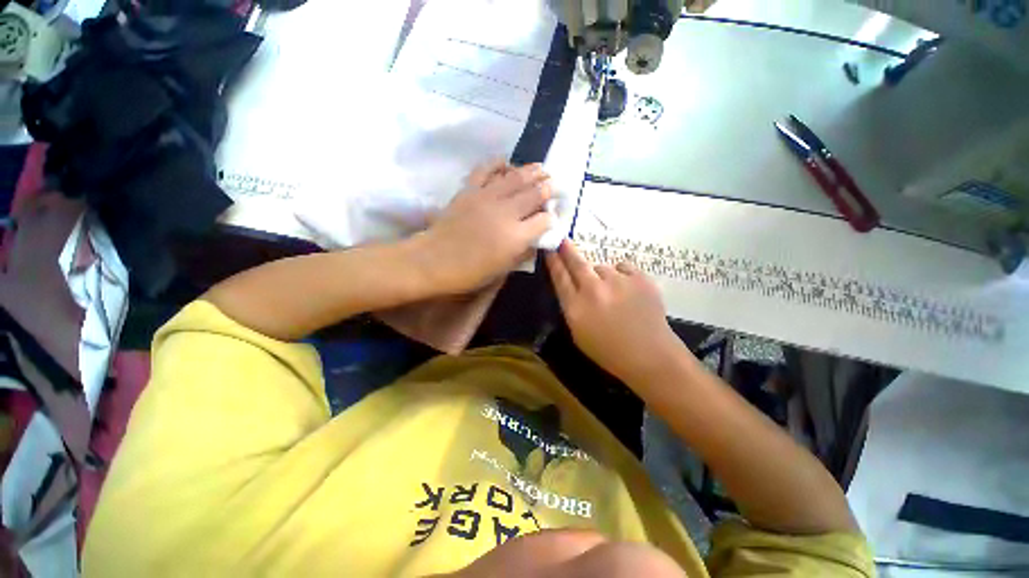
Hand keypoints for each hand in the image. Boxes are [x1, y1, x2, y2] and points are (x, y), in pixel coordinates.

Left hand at [416, 161, 551, 293]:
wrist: (435, 260)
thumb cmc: (470, 272)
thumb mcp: (502, 270)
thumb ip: (522, 253)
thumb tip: (534, 240)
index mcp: (516, 236)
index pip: (543, 220)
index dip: (551, 217)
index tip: (552, 216)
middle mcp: (506, 212)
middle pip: (534, 194)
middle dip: (548, 188)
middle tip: (554, 183)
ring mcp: (487, 197)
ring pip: (515, 178)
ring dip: (531, 172)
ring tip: (541, 168)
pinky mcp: (470, 190)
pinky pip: (486, 170)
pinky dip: (497, 163)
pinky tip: (506, 161)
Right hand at [546, 240, 684, 383]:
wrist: (649, 355)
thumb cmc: (609, 351)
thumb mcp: (578, 334)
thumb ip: (572, 307)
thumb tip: (572, 286)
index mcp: (575, 307)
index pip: (560, 277)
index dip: (553, 262)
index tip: (549, 249)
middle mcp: (593, 290)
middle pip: (576, 263)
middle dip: (567, 251)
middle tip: (563, 241)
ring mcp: (617, 281)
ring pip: (602, 268)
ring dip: (603, 276)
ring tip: (613, 293)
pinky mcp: (639, 278)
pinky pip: (623, 268)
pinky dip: (622, 276)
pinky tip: (627, 290)